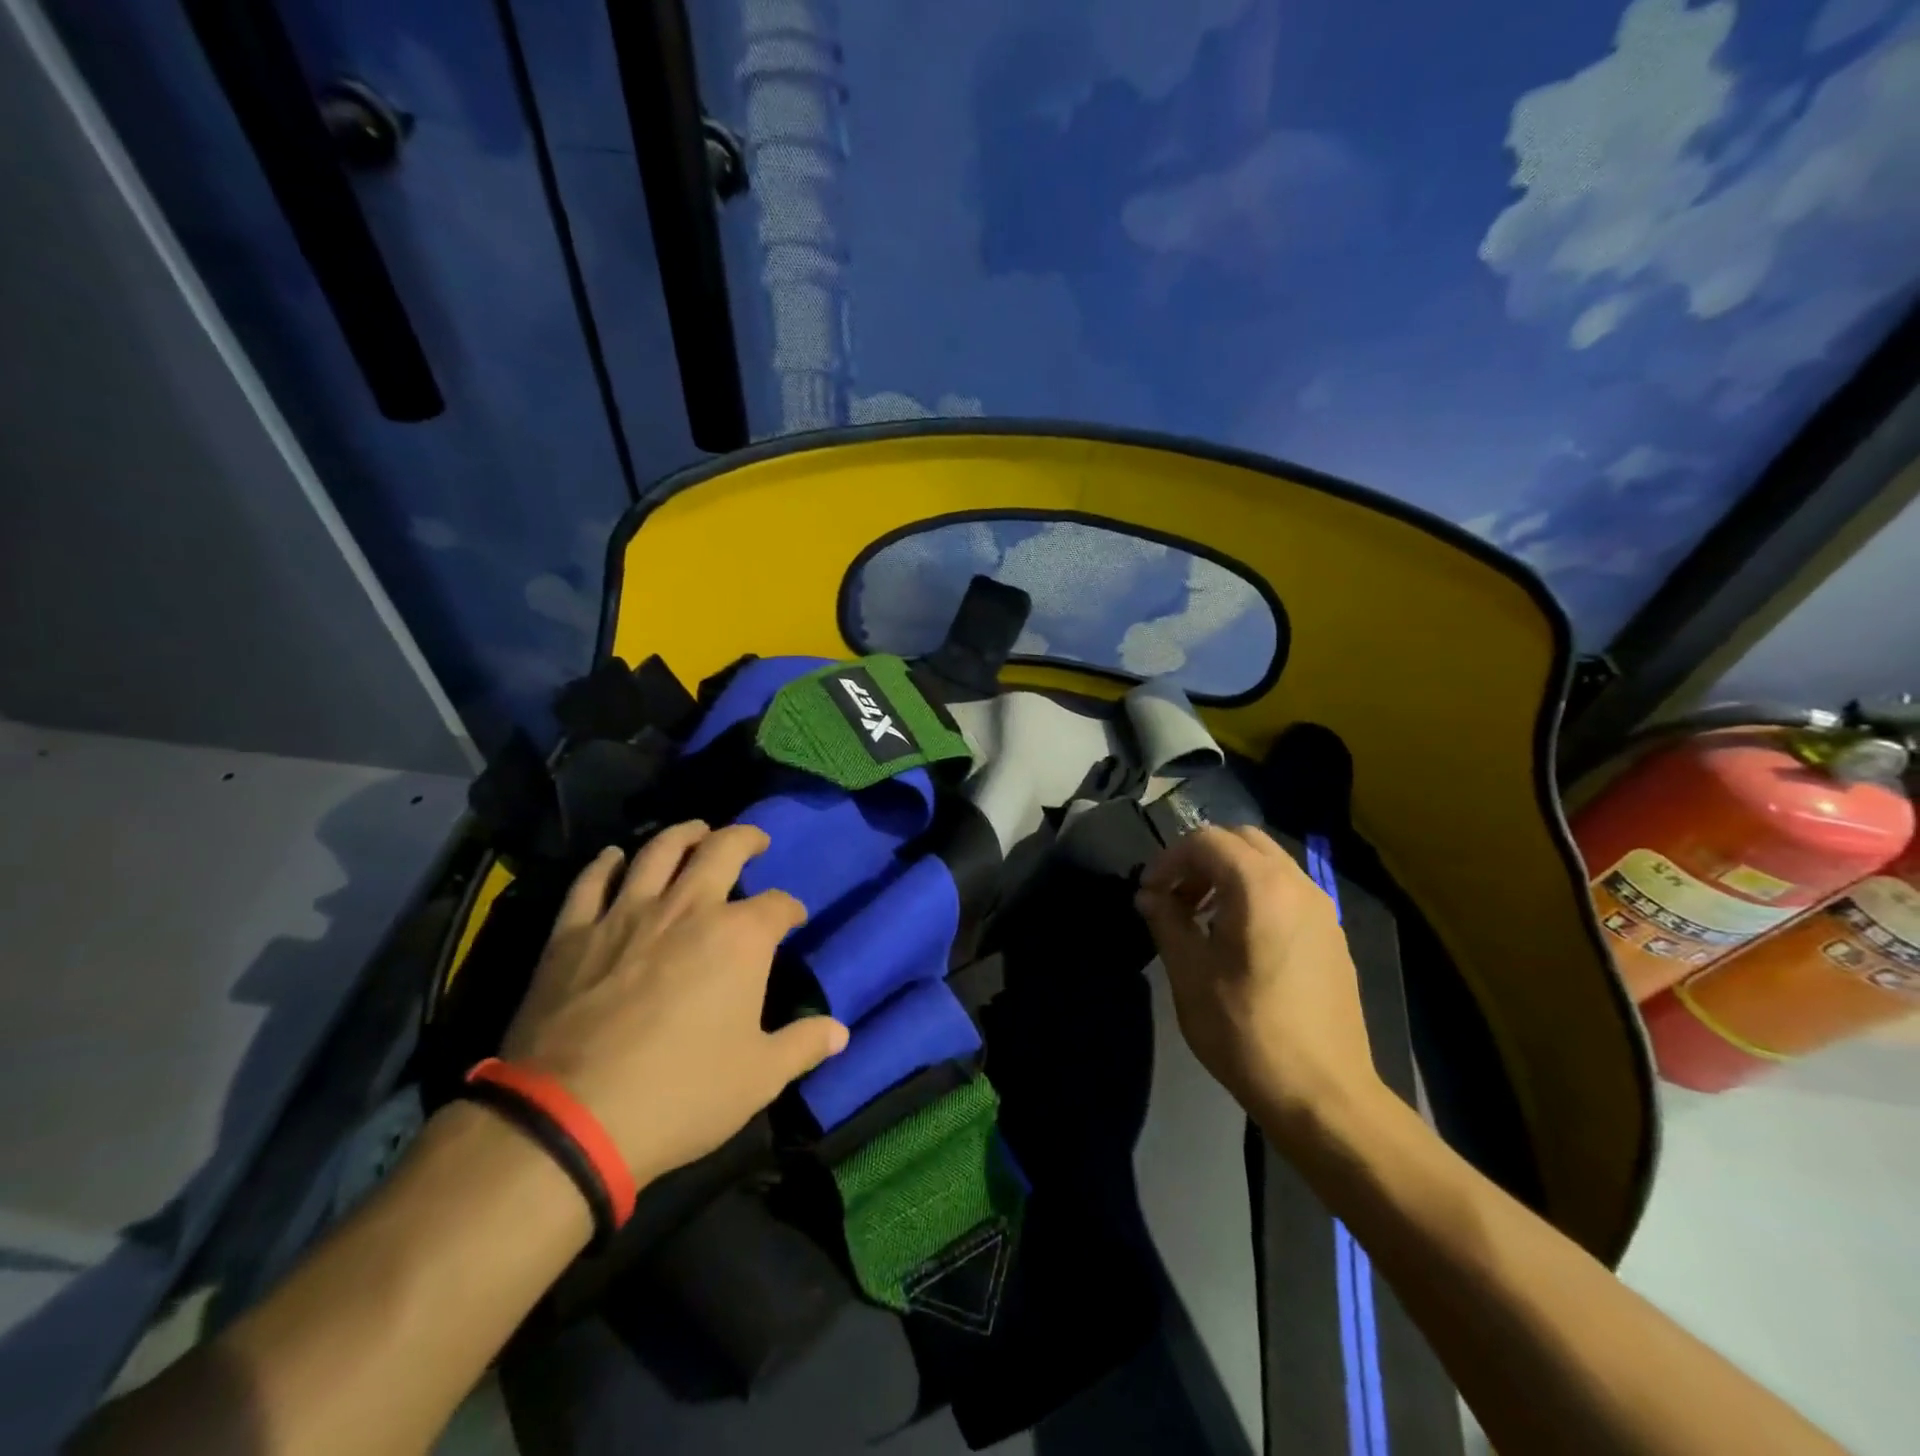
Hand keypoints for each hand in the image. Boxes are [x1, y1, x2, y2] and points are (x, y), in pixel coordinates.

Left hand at [500, 821, 848, 1184]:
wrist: (570, 1119)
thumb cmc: (681, 1094)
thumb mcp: (758, 1077)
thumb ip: (803, 1045)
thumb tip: (840, 1032)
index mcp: (739, 937)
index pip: (777, 905)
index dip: (790, 909)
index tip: (793, 918)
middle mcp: (688, 908)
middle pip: (722, 850)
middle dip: (745, 839)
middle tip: (753, 839)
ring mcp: (626, 914)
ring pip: (658, 851)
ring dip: (683, 834)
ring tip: (695, 831)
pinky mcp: (573, 933)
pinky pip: (591, 882)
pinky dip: (605, 864)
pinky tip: (614, 857)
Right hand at [1135, 825, 1382, 1134]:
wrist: (1323, 1095)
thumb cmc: (1245, 1031)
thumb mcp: (1189, 973)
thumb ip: (1166, 921)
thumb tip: (1150, 895)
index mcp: (1259, 886)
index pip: (1206, 840)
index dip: (1169, 859)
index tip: (1149, 892)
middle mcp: (1297, 884)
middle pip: (1241, 840)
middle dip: (1200, 859)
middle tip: (1175, 896)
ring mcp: (1321, 909)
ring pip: (1267, 863)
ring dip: (1228, 874)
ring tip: (1201, 917)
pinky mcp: (1332, 935)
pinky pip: (1287, 890)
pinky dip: (1255, 893)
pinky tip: (1238, 939)